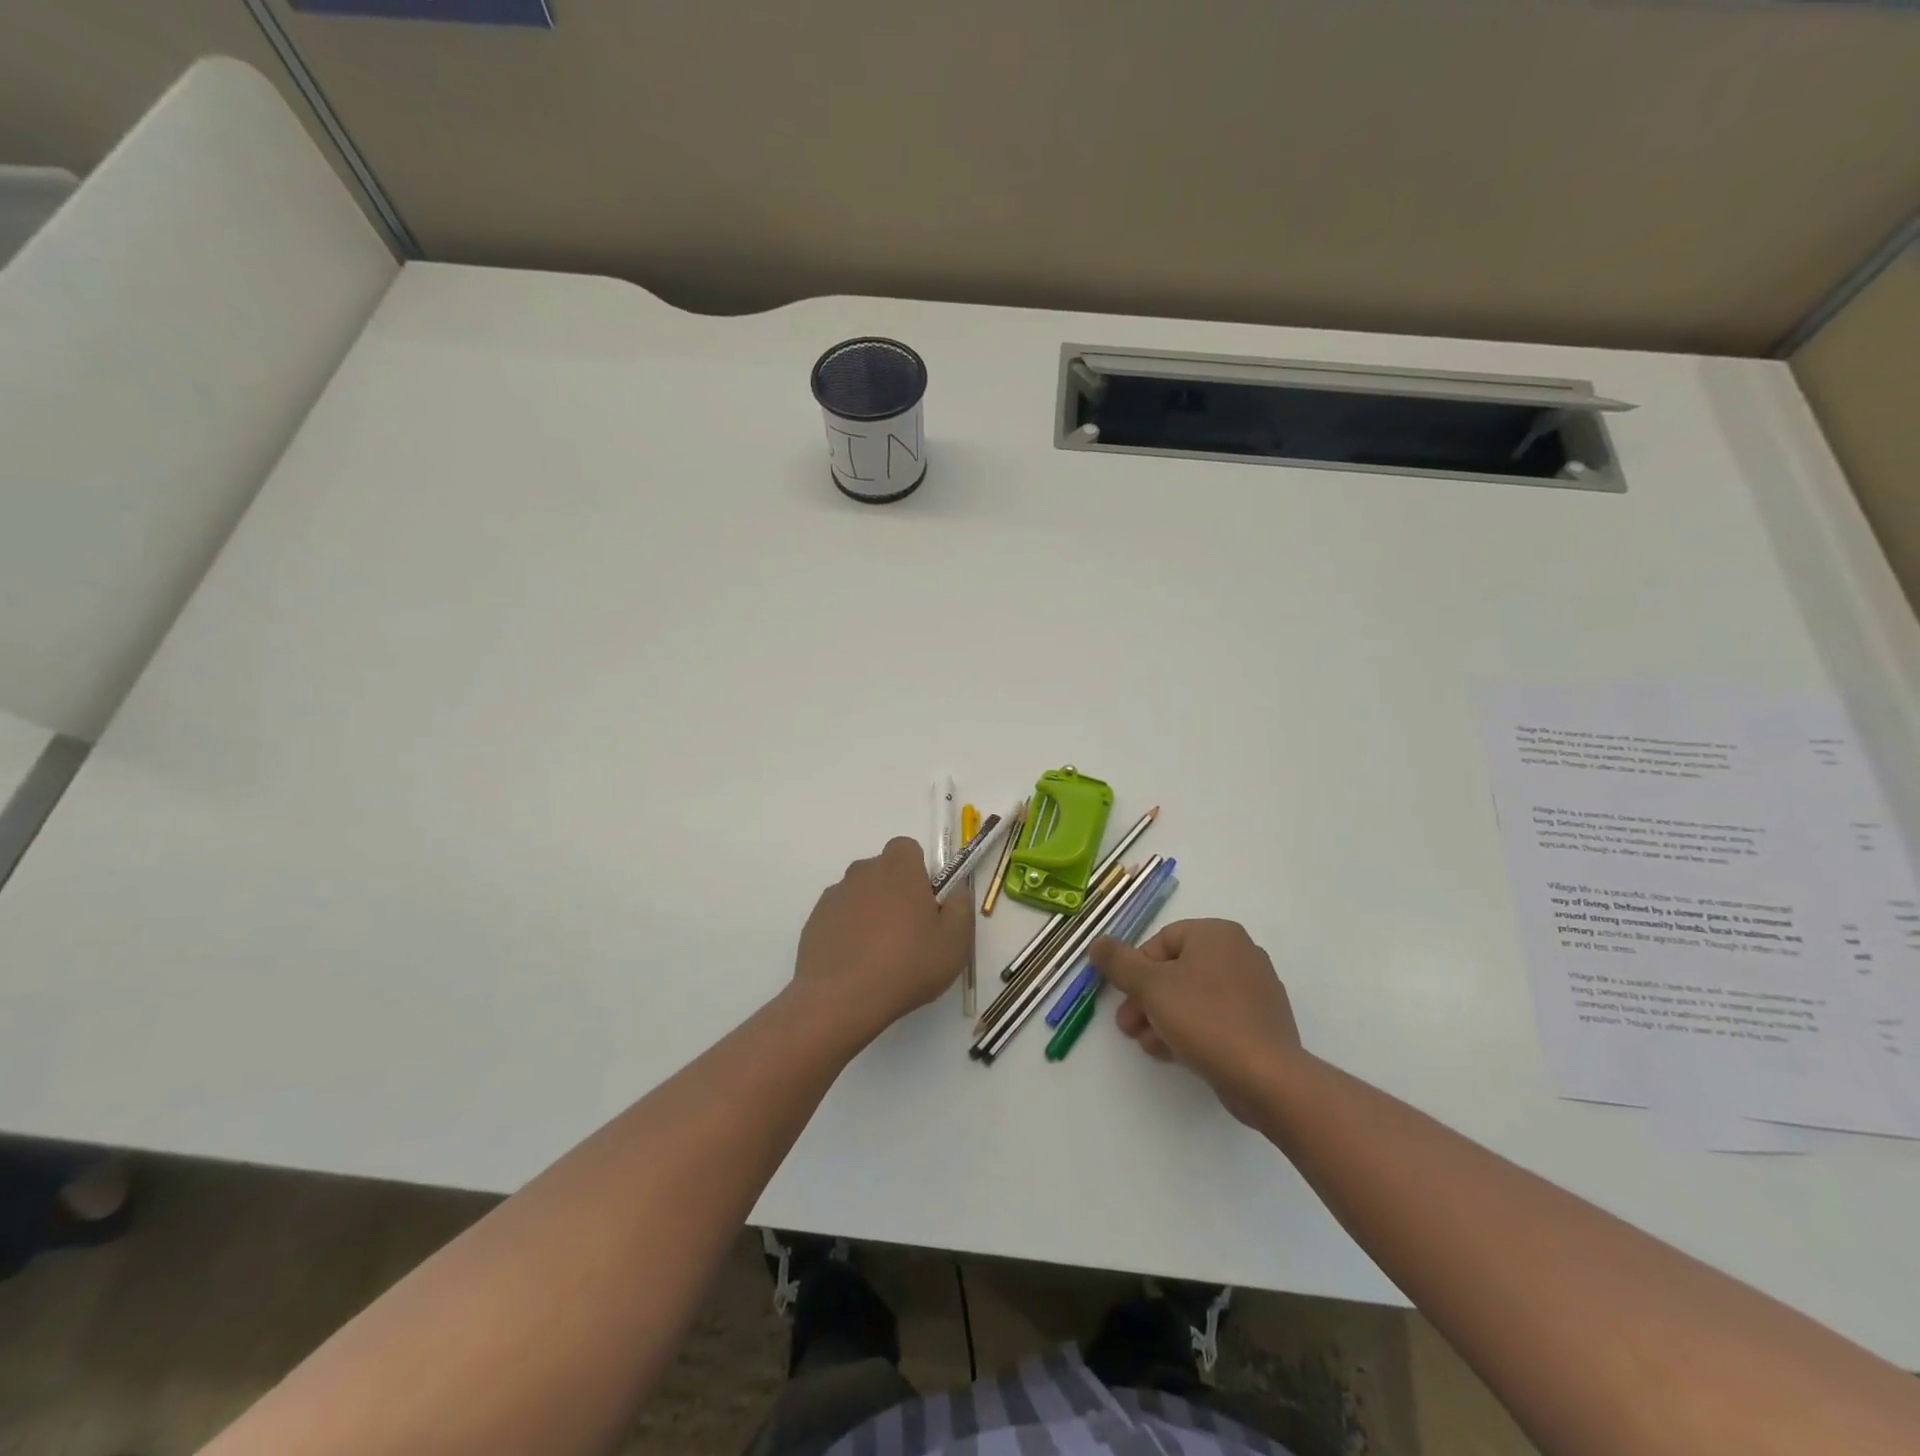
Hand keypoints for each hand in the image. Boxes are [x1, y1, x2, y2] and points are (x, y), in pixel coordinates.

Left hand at [791, 837, 972, 1043]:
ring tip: (880, 956)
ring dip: (870, 913)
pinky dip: (848, 933)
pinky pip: (839, 918)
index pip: (907, 848)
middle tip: (908, 933)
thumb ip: (961, 907)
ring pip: (859, 895)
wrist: (841, 999)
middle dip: (895, 892)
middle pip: (882, 871)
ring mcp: (833, 896)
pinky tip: (856, 965)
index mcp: (898, 868)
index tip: (925, 902)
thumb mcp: (955, 942)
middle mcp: (862, 872)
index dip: (918, 871)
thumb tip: (957, 891)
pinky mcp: (814, 921)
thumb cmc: (907, 965)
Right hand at [1087, 918, 1303, 1123]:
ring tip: (1148, 1044)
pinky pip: (1215, 1017)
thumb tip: (1097, 942)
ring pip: (1193, 996)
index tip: (1123, 997)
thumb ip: (1119, 961)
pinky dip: (1191, 1029)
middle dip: (1146, 999)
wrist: (1268, 1078)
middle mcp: (1240, 953)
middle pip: (1176, 970)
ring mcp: (1255, 989)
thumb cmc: (1205, 1019)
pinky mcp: (1261, 1022)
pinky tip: (1173, 1053)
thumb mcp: (1151, 986)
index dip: (1136, 969)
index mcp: (1217, 934)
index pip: (1162, 941)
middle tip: (1127, 1026)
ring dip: (1163, 1017)